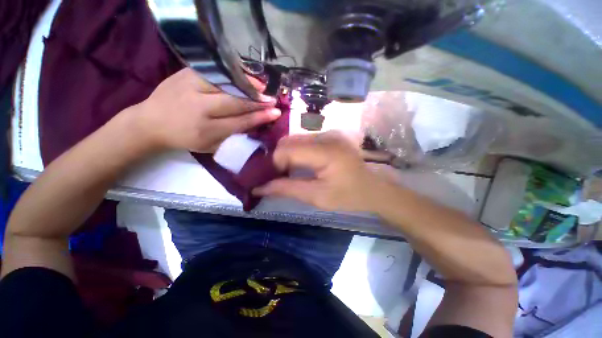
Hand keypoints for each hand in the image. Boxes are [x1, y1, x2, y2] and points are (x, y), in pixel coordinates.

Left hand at [131, 68, 280, 152]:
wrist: (150, 122)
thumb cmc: (185, 139)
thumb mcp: (210, 146)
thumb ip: (233, 136)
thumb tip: (255, 123)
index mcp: (205, 131)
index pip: (240, 122)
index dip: (260, 117)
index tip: (276, 113)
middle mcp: (198, 108)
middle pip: (235, 101)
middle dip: (257, 101)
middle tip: (272, 100)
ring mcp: (190, 87)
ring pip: (226, 83)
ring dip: (248, 84)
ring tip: (262, 87)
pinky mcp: (185, 73)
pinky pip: (215, 71)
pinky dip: (232, 73)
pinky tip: (244, 76)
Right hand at [253, 131, 392, 211]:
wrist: (373, 187)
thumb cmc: (348, 196)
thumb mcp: (317, 197)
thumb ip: (287, 189)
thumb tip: (259, 187)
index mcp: (326, 151)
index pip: (287, 149)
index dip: (275, 163)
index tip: (275, 179)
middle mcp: (327, 135)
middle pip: (289, 141)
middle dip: (279, 158)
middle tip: (280, 176)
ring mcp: (330, 133)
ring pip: (295, 139)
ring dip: (287, 154)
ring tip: (289, 171)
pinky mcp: (330, 135)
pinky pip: (305, 139)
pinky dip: (297, 151)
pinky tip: (301, 163)